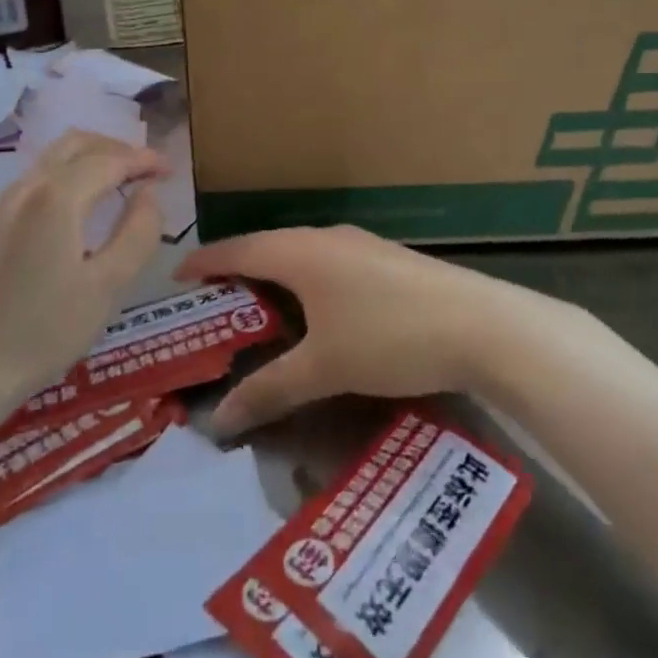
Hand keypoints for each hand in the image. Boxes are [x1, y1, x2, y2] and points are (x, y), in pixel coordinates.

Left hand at [0, 132, 166, 402]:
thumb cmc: (45, 331)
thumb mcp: (109, 286)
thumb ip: (138, 232)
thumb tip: (149, 194)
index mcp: (57, 197)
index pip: (110, 159)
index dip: (144, 160)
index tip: (171, 171)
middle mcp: (28, 186)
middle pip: (78, 143)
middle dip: (117, 149)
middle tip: (148, 171)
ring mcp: (6, 202)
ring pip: (55, 156)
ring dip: (92, 157)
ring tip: (123, 181)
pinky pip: (40, 176)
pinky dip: (70, 172)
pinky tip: (84, 202)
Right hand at [176, 225, 516, 436]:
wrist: (481, 324)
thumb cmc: (389, 337)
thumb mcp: (325, 368)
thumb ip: (270, 390)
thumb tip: (219, 419)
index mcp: (300, 252)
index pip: (237, 249)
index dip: (203, 262)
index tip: (176, 279)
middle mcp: (325, 237)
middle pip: (267, 248)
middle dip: (236, 272)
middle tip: (212, 305)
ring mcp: (360, 245)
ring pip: (300, 255)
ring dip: (274, 278)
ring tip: (256, 310)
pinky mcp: (385, 260)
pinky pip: (328, 263)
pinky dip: (305, 282)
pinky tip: (314, 312)